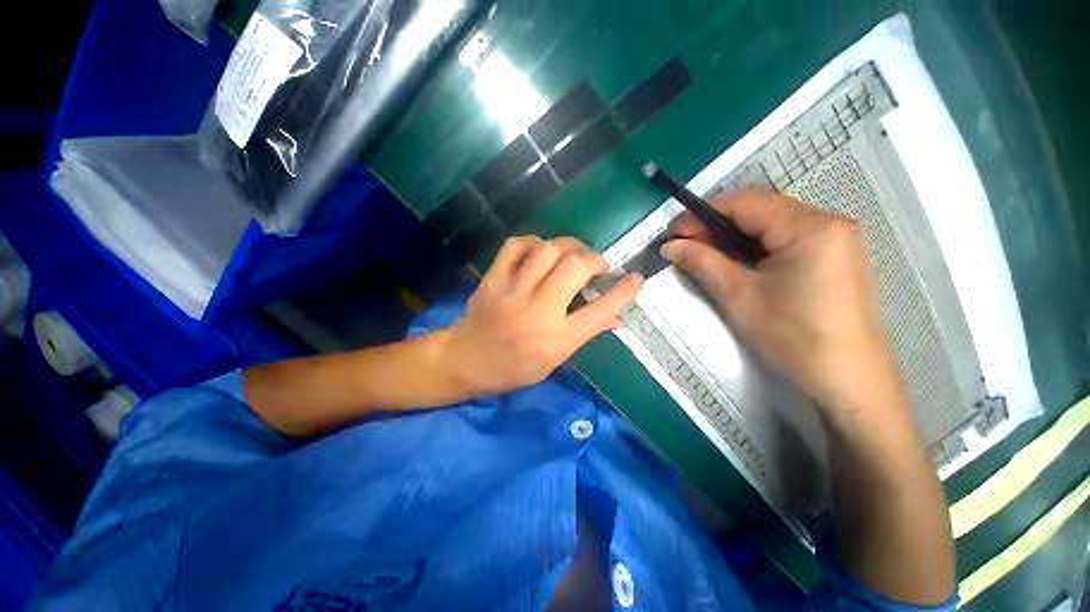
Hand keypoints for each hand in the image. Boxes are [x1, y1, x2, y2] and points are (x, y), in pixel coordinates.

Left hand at [446, 236, 642, 394]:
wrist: (465, 361)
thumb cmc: (514, 368)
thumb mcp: (555, 361)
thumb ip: (585, 335)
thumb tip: (616, 317)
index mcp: (556, 341)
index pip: (599, 312)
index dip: (623, 292)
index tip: (636, 278)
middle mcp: (537, 312)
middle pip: (575, 269)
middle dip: (594, 260)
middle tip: (597, 265)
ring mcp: (512, 292)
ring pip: (548, 250)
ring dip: (568, 246)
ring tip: (573, 254)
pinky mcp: (493, 278)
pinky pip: (517, 245)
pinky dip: (534, 242)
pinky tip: (540, 251)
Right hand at [661, 190, 905, 421]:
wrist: (847, 379)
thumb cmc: (793, 336)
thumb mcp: (739, 296)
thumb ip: (702, 262)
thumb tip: (671, 246)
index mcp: (810, 226)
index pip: (745, 202)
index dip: (702, 215)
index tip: (674, 236)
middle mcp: (828, 221)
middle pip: (760, 208)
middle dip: (717, 225)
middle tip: (686, 247)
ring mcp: (836, 238)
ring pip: (771, 223)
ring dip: (734, 236)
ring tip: (707, 255)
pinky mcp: (835, 255)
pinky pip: (786, 237)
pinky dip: (755, 246)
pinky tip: (738, 263)